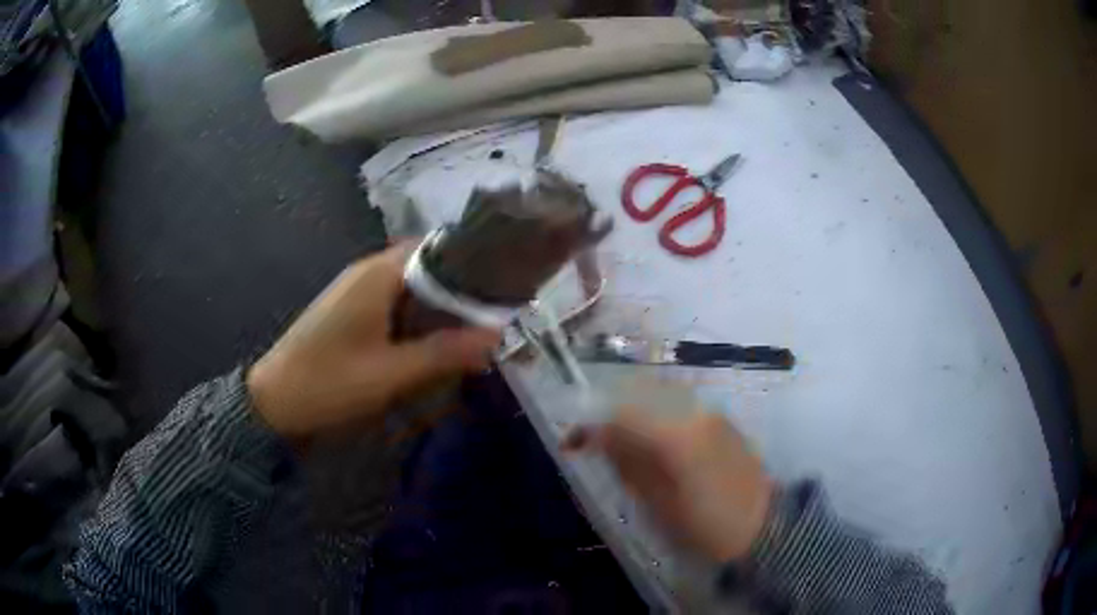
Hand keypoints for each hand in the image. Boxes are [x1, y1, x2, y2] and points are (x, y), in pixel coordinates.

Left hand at [247, 244, 500, 438]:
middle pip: (424, 265)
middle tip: (492, 314)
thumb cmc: (329, 383)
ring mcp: (355, 290)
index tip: (502, 284)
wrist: (273, 401)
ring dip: (437, 304)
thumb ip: (443, 352)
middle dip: (457, 287)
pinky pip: (392, 301)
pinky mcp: (349, 310)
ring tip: (471, 328)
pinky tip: (431, 340)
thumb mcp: (390, 374)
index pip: (435, 247)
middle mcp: (367, 272)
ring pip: (409, 285)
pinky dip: (416, 315)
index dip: (470, 261)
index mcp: (378, 275)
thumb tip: (497, 335)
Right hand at [564, 406, 773, 561]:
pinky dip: (659, 422)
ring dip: (637, 419)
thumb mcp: (661, 505)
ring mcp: (713, 415)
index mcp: (677, 436)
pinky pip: (681, 411)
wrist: (766, 527)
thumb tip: (602, 439)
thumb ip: (630, 466)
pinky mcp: (724, 423)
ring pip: (662, 403)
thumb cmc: (708, 526)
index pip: (623, 415)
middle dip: (613, 418)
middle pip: (642, 399)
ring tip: (625, 450)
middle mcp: (695, 414)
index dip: (592, 426)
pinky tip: (657, 448)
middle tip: (597, 446)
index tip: (572, 442)